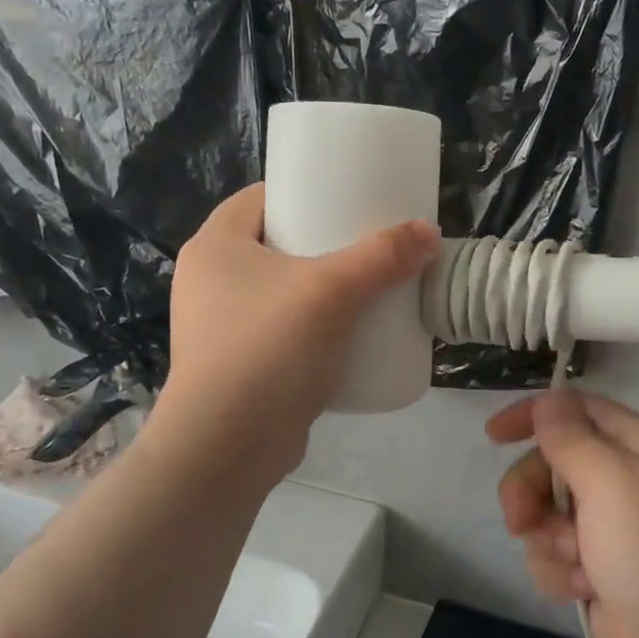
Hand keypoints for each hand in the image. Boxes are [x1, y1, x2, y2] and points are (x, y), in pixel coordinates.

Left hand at [160, 184, 440, 476]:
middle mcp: (210, 281)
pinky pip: (284, 330)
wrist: (227, 447)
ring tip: (368, 287)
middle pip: (276, 244)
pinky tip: (349, 334)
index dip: (304, 190)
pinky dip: (314, 327)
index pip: (260, 197)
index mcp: (215, 246)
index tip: (349, 196)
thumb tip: (429, 232)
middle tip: (369, 244)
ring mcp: (221, 327)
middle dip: (323, 242)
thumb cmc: (268, 349)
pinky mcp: (240, 366)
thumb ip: (382, 257)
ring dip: (322, 288)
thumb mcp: (331, 292)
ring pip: (281, 291)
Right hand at [488, 390, 638, 637]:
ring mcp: (610, 530)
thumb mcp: (610, 480)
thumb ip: (570, 438)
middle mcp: (621, 481)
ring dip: (549, 540)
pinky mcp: (599, 573)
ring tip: (578, 565)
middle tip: (519, 519)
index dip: (533, 415)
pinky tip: (584, 590)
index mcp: (634, 446)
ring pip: (546, 516)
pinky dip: (561, 573)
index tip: (493, 435)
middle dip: (529, 490)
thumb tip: (549, 400)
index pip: (576, 409)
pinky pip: (554, 558)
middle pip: (551, 465)